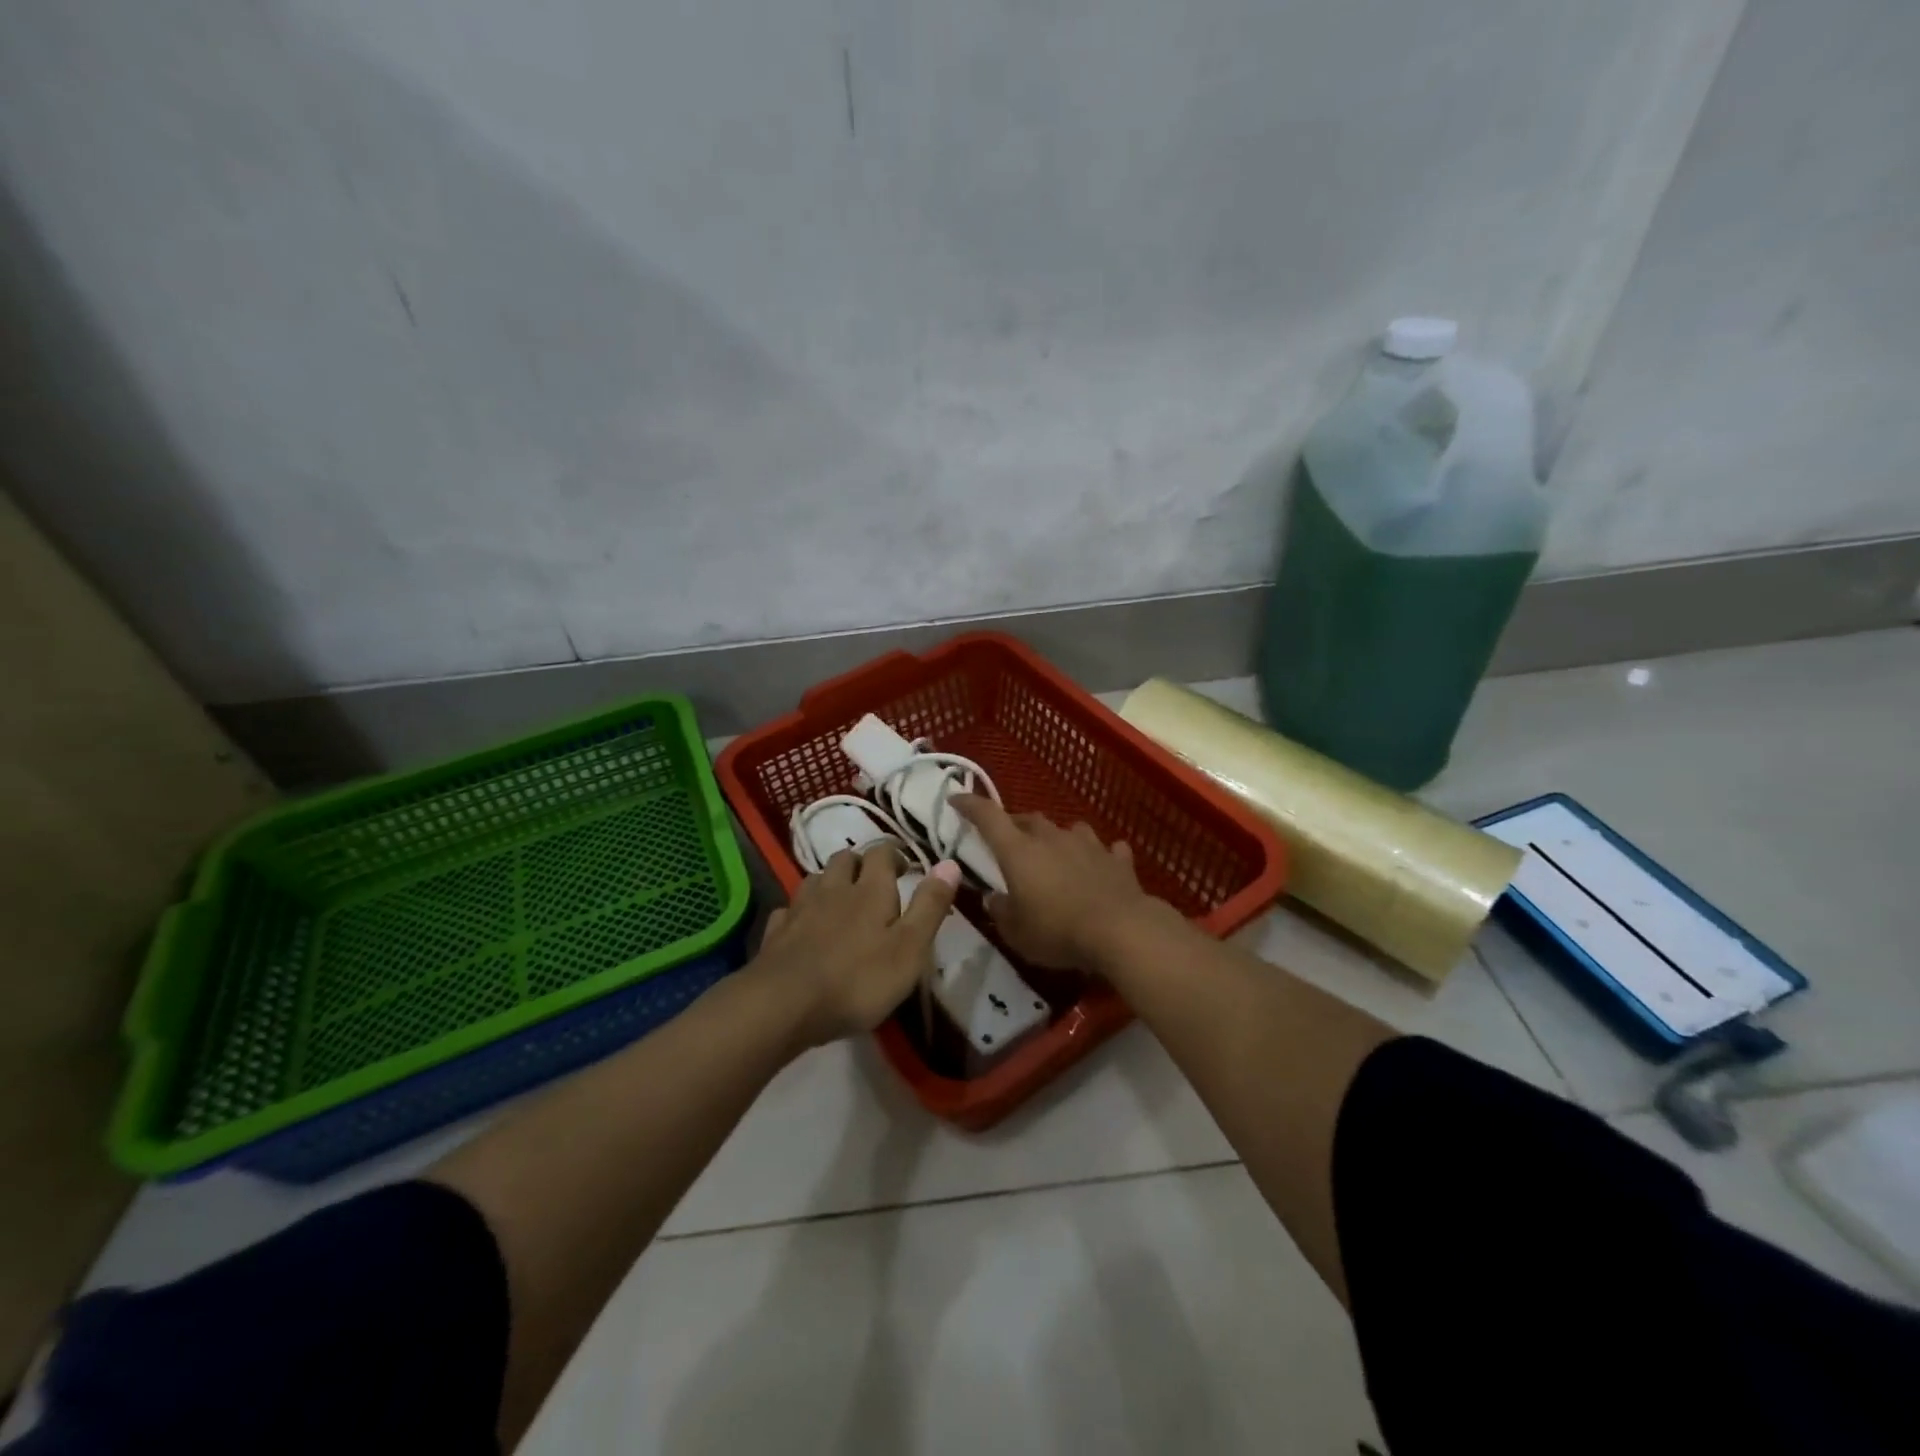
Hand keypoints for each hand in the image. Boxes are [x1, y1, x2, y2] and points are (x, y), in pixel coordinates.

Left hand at [750, 845, 960, 1049]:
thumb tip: (950, 862)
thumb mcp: (910, 948)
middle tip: (874, 884)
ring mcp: (800, 908)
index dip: (895, 855)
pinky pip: (788, 911)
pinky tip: (803, 927)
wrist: (783, 1005)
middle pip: (845, 859)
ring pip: (815, 880)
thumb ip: (930, 906)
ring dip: (829, 883)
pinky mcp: (775, 933)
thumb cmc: (857, 980)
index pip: (882, 853)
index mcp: (870, 890)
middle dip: (860, 864)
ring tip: (840, 901)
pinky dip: (799, 913)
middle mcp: (834, 889)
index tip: (906, 869)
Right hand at [950, 794, 1157, 969]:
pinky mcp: (1117, 860)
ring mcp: (1088, 845)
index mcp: (1019, 851)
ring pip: (1069, 829)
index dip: (970, 805)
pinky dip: (1100, 856)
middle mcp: (1052, 838)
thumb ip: (1000, 911)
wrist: (1121, 930)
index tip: (957, 798)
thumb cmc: (1057, 930)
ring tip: (1056, 853)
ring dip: (1059, 838)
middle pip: (1029, 820)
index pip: (988, 817)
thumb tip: (993, 898)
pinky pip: (1107, 850)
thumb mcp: (1016, 932)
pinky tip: (1101, 865)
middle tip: (1010, 841)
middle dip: (1016, 826)